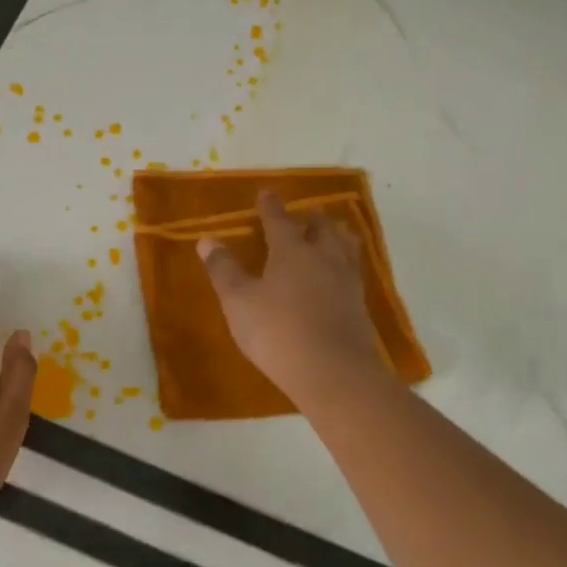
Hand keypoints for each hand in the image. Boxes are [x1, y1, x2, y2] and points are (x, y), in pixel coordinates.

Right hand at [198, 192, 385, 403]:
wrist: (334, 372)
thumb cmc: (277, 331)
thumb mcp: (239, 301)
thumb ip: (224, 270)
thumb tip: (207, 240)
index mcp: (292, 250)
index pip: (279, 220)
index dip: (271, 206)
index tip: (266, 193)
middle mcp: (324, 257)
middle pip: (322, 228)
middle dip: (311, 217)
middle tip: (304, 214)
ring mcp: (346, 281)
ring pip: (345, 246)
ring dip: (336, 235)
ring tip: (331, 234)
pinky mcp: (360, 306)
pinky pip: (353, 271)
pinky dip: (345, 263)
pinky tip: (341, 275)